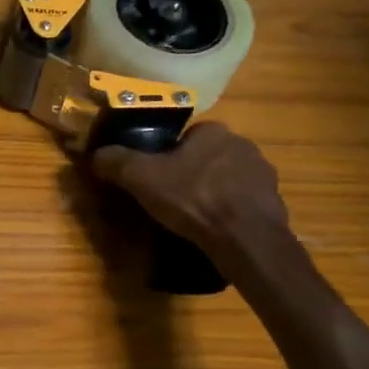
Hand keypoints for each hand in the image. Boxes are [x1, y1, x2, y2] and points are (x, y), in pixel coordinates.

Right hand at [91, 122, 294, 280]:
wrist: (244, 236)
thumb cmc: (192, 198)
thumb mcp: (142, 178)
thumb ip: (117, 162)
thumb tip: (95, 154)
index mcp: (213, 132)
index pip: (186, 138)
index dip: (168, 157)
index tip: (157, 179)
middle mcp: (243, 144)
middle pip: (207, 158)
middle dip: (192, 174)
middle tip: (173, 200)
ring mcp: (263, 174)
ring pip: (228, 180)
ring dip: (213, 193)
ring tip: (194, 220)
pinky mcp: (273, 202)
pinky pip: (244, 203)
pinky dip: (230, 213)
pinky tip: (216, 231)